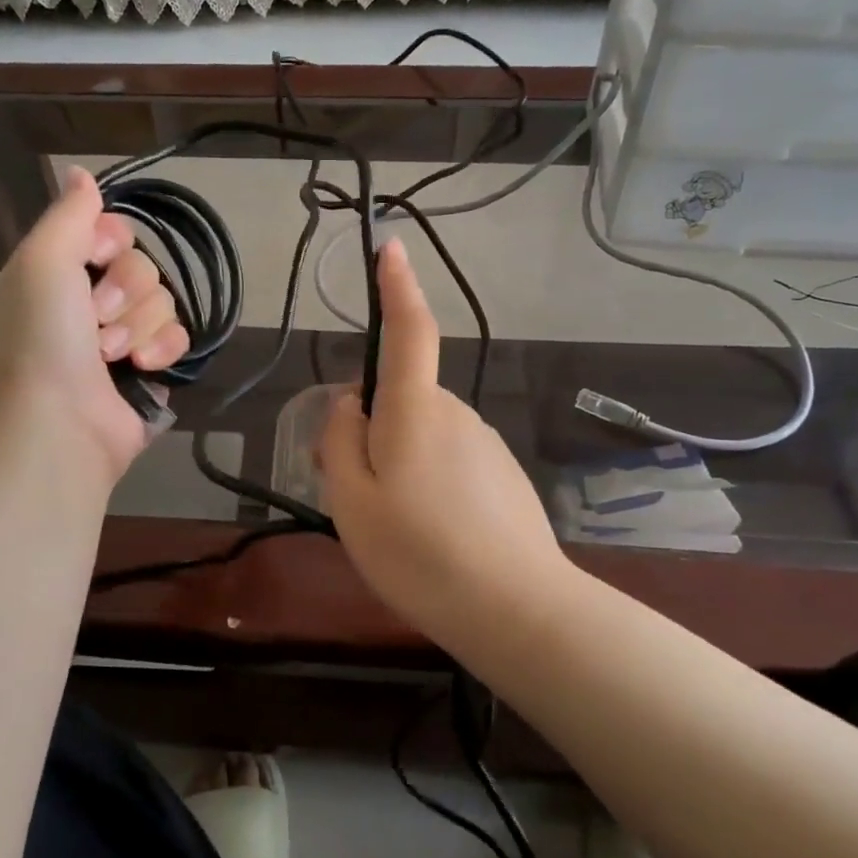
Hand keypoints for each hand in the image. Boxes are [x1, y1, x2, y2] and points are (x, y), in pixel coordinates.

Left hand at [0, 167, 189, 487]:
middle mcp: (89, 302)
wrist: (59, 427)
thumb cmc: (42, 340)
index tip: (96, 257)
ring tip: (111, 356)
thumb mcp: (42, 263)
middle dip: (124, 291)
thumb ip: (68, 215)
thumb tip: (81, 173)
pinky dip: (162, 349)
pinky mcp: (151, 369)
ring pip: (163, 300)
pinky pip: (178, 336)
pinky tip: (144, 368)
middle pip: (141, 265)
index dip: (110, 241)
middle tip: (95, 320)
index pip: (108, 232)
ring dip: (138, 325)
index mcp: (57, 273)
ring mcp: (122, 338)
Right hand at [319, 240, 567, 634]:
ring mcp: (486, 443)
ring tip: (398, 529)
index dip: (398, 287)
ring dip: (400, 464)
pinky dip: (432, 485)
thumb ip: (341, 441)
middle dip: (372, 429)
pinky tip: (435, 538)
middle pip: (401, 400)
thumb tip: (351, 403)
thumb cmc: (420, 553)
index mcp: (416, 409)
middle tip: (355, 495)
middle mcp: (456, 412)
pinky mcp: (503, 475)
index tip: (391, 248)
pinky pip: (451, 462)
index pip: (408, 331)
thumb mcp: (351, 501)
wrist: (517, 609)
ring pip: (424, 435)